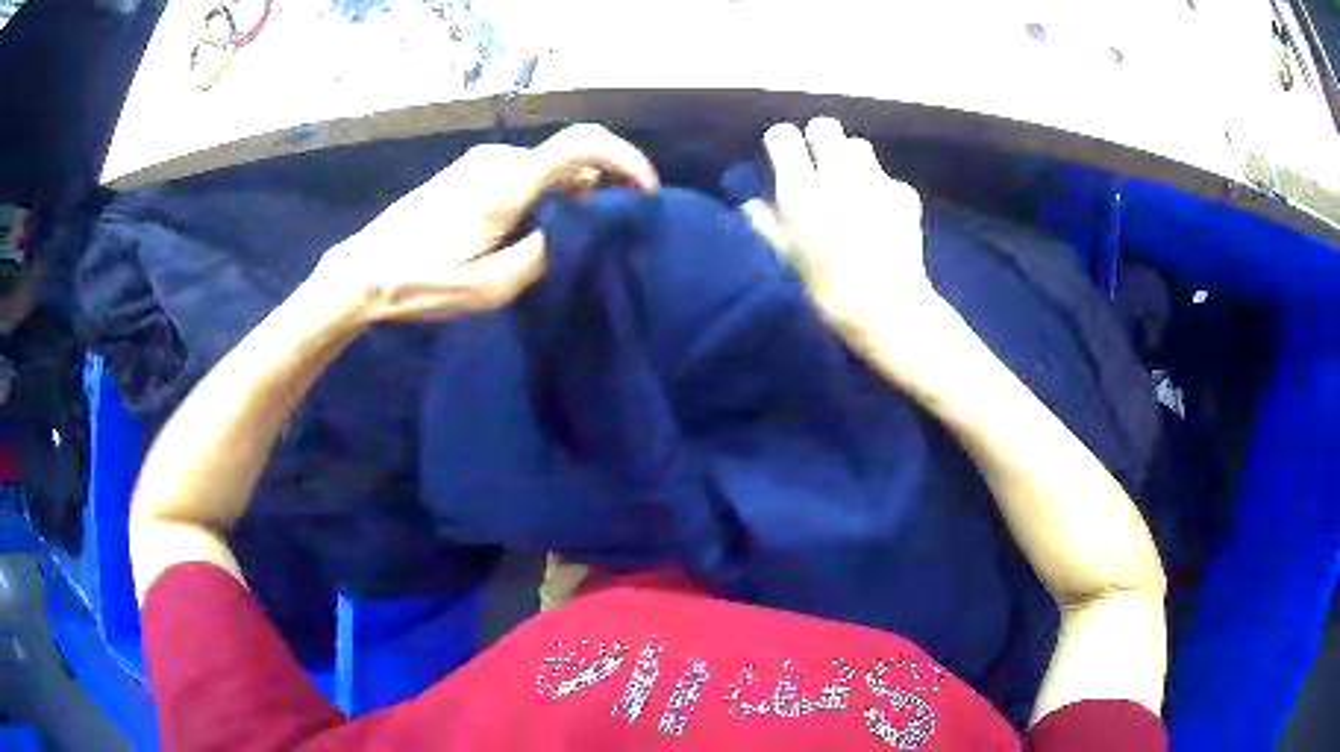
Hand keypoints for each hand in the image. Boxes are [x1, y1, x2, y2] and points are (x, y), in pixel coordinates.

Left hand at [319, 124, 657, 321]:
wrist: (365, 270)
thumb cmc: (421, 283)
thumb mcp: (490, 288)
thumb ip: (543, 253)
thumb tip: (577, 229)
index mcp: (508, 183)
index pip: (584, 144)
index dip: (626, 159)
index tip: (644, 193)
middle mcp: (499, 160)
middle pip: (570, 157)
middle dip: (600, 187)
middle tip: (605, 232)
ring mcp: (480, 161)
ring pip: (546, 166)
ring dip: (569, 193)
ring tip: (564, 241)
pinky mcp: (467, 171)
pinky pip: (523, 172)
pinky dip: (543, 193)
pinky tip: (530, 230)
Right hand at [756, 118, 944, 346]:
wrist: (884, 308)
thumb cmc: (826, 287)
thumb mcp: (786, 257)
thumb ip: (766, 223)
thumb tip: (750, 204)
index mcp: (800, 188)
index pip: (782, 134)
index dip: (783, 145)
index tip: (786, 159)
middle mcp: (837, 174)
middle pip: (824, 126)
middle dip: (820, 140)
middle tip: (822, 165)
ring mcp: (875, 180)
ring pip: (859, 146)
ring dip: (852, 161)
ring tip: (854, 189)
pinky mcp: (904, 193)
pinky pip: (887, 178)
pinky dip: (883, 192)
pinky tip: (884, 219)